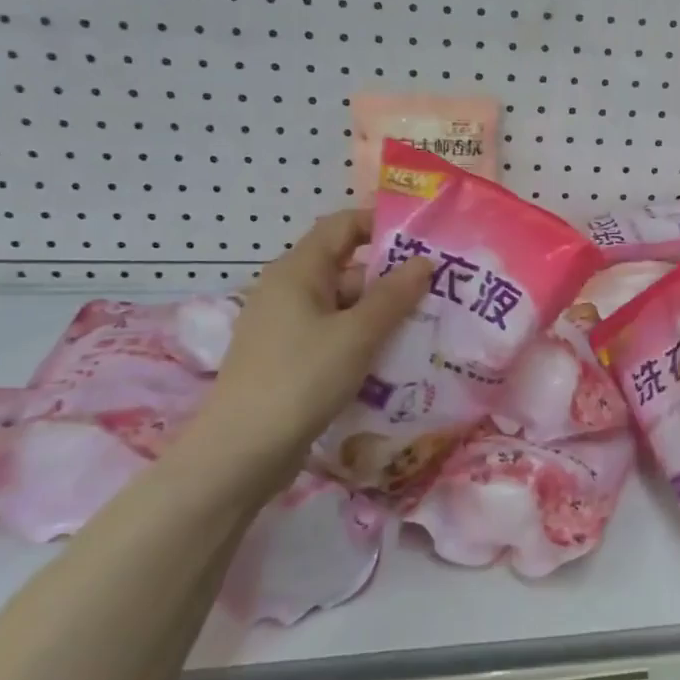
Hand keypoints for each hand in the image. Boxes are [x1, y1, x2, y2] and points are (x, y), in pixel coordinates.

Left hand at [186, 210, 431, 489]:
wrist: (241, 454)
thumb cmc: (300, 379)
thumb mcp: (356, 334)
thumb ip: (393, 296)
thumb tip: (424, 262)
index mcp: (298, 270)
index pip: (343, 225)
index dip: (381, 225)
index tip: (423, 242)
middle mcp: (288, 290)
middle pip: (347, 268)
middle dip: (391, 279)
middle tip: (438, 293)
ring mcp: (286, 326)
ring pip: (343, 306)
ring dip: (381, 315)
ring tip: (426, 328)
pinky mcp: (289, 359)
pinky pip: (334, 335)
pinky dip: (362, 341)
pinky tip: (393, 360)